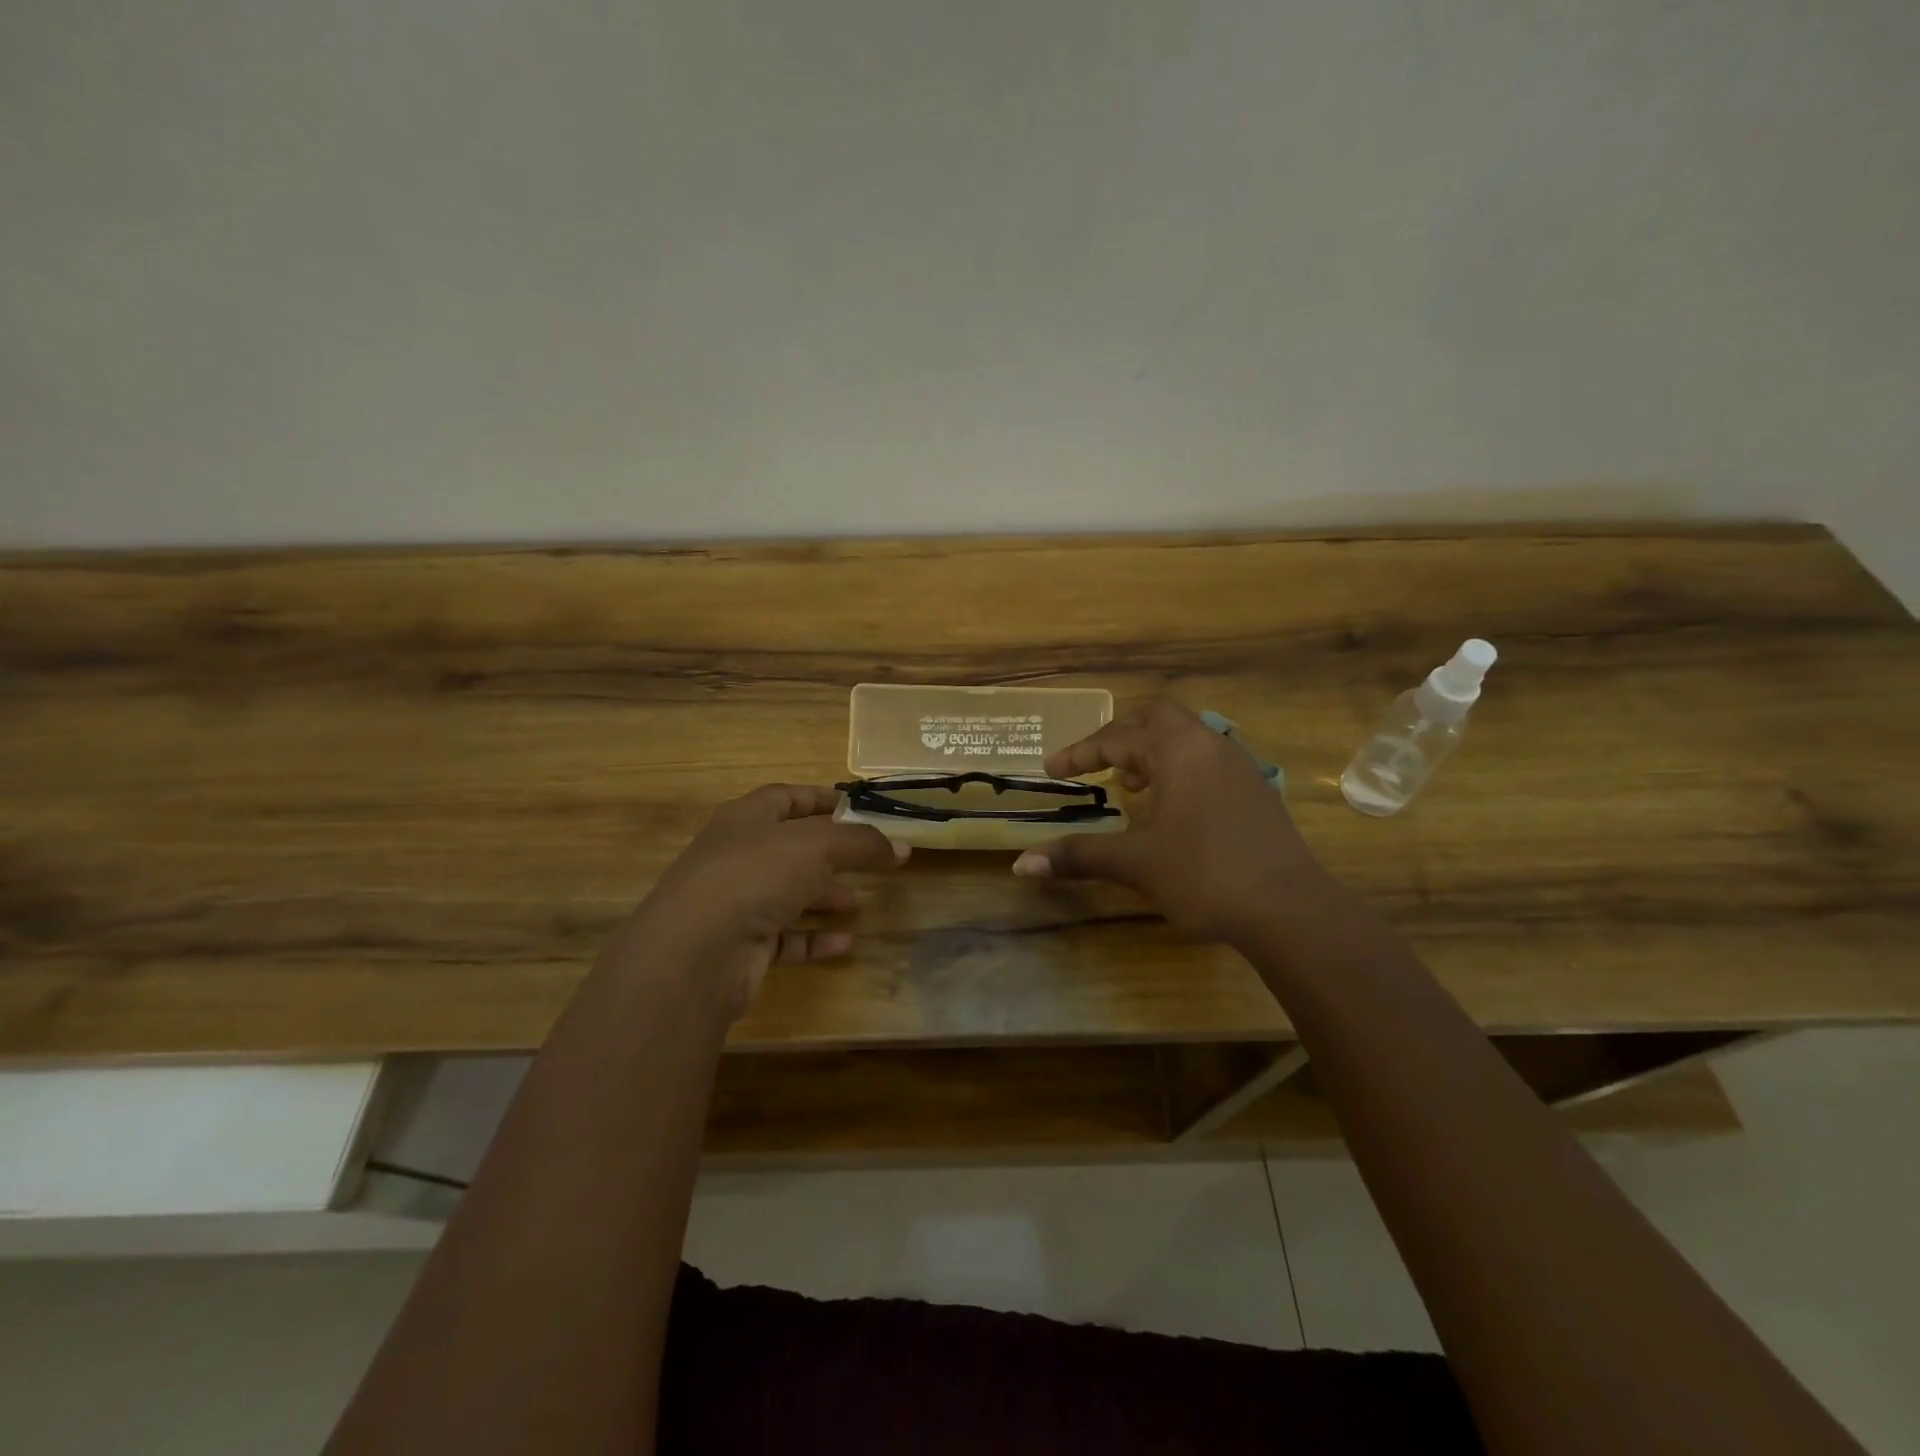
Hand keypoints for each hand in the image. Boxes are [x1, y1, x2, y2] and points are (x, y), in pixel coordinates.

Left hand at [621, 784, 905, 1019]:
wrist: (695, 953)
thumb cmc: (755, 876)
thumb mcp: (818, 846)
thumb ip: (862, 843)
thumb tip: (902, 848)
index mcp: (745, 819)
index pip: (785, 797)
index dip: (820, 799)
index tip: (857, 807)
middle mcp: (736, 857)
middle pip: (789, 849)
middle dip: (830, 855)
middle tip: (867, 861)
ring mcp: (734, 903)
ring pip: (786, 894)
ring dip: (822, 897)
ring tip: (857, 903)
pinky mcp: (739, 947)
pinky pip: (783, 938)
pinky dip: (814, 939)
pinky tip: (845, 944)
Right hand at [1011, 702, 1327, 945]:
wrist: (1290, 908)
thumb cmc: (1204, 875)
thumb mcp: (1136, 864)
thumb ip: (1079, 856)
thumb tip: (1021, 865)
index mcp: (1177, 751)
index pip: (1116, 738)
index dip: (1080, 754)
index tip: (1052, 770)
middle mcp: (1209, 745)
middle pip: (1157, 720)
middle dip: (1123, 739)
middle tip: (1102, 770)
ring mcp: (1239, 765)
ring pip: (1188, 738)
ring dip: (1154, 754)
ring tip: (1135, 788)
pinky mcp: (1257, 790)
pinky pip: (1209, 760)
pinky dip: (1181, 771)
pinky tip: (1176, 811)